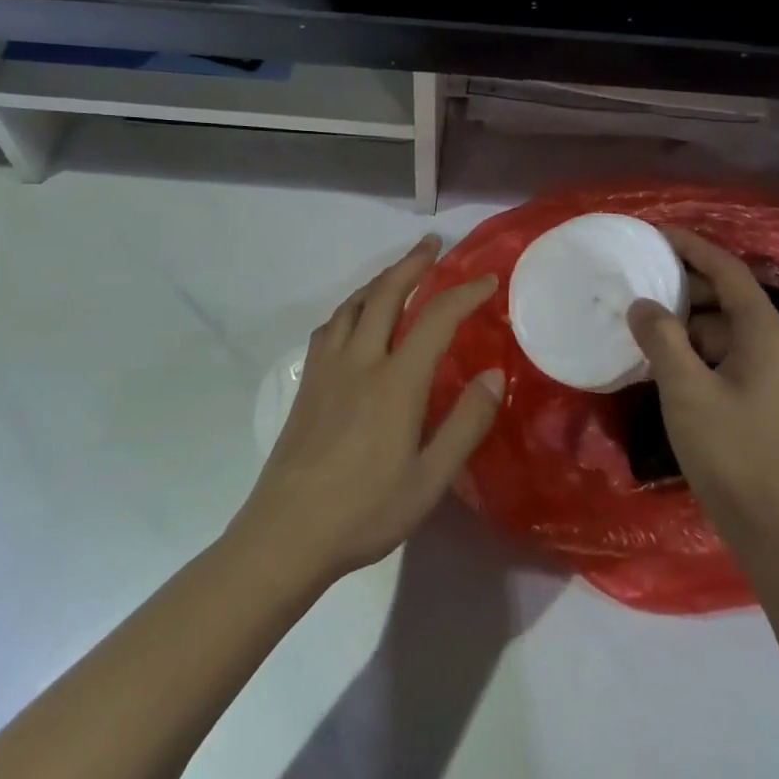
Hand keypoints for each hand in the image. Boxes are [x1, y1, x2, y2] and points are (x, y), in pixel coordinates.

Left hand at [234, 235, 503, 583]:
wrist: (286, 534)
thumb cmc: (365, 511)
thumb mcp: (430, 480)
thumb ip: (465, 424)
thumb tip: (492, 375)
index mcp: (395, 383)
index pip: (435, 319)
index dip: (464, 294)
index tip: (487, 281)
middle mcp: (359, 362)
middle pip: (385, 295)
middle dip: (412, 264)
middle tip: (432, 244)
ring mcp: (326, 370)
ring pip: (352, 305)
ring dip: (378, 280)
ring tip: (398, 272)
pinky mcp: (306, 385)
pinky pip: (330, 327)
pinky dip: (350, 307)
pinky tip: (354, 318)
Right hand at [627, 228, 778, 541]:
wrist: (773, 524)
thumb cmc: (731, 451)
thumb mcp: (686, 390)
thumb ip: (661, 339)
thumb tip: (642, 305)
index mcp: (765, 332)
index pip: (727, 270)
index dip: (691, 246)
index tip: (653, 233)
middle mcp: (771, 342)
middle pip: (723, 297)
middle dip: (679, 285)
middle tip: (632, 279)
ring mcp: (765, 370)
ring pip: (717, 328)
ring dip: (679, 321)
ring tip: (634, 317)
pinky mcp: (754, 394)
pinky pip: (717, 354)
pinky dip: (687, 349)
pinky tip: (654, 357)